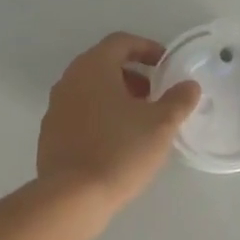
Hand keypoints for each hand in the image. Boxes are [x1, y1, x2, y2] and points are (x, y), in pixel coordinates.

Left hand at [37, 32, 201, 203]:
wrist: (72, 197)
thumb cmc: (119, 150)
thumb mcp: (160, 124)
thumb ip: (178, 100)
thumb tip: (189, 86)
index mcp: (93, 67)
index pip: (120, 42)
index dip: (146, 48)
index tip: (166, 65)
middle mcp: (69, 79)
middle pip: (103, 64)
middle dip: (133, 75)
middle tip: (155, 95)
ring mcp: (55, 107)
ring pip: (90, 89)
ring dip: (116, 96)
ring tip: (139, 121)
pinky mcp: (50, 133)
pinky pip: (79, 112)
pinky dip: (100, 115)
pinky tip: (116, 141)